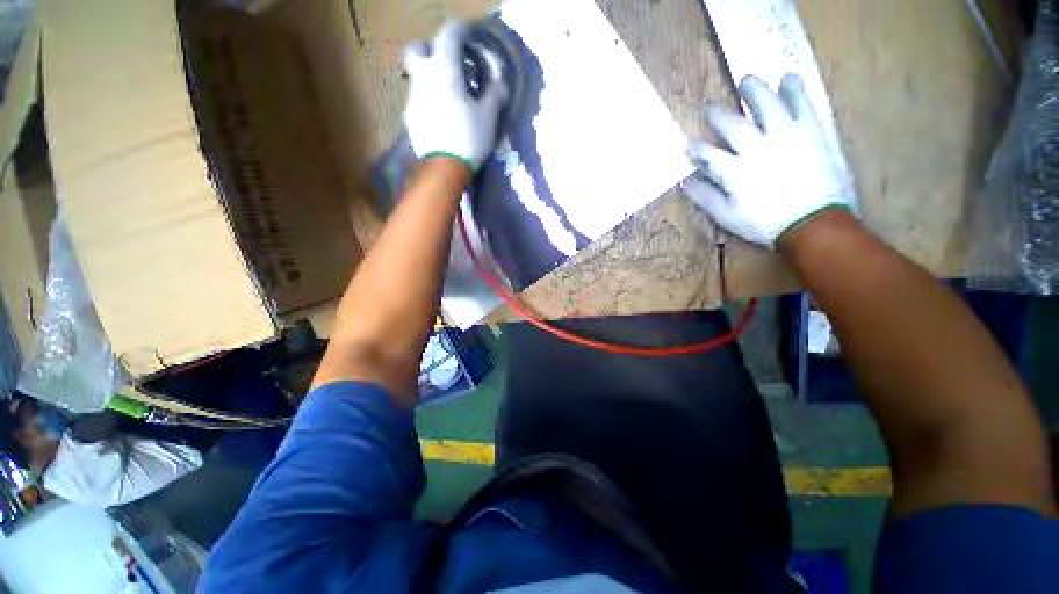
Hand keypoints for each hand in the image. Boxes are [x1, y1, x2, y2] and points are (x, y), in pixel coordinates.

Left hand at [403, 21, 508, 172]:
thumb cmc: (469, 138)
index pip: (450, 34)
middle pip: (418, 48)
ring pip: (417, 75)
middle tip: (449, 64)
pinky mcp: (410, 116)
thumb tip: (499, 81)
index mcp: (444, 69)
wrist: (444, 168)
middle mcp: (423, 76)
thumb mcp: (488, 116)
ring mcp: (413, 97)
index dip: (463, 30)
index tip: (472, 36)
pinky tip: (441, 116)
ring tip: (449, 96)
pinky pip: (418, 98)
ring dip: (431, 77)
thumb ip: (494, 93)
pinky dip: (428, 99)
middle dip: (432, 49)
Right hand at [683, 74, 855, 246]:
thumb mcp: (727, 217)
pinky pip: (802, 105)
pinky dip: (795, 90)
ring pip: (766, 105)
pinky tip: (789, 79)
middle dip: (717, 115)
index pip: (708, 154)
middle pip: (732, 124)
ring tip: (747, 79)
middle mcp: (755, 148)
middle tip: (710, 108)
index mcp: (734, 171)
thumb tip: (686, 182)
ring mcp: (784, 136)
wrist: (812, 222)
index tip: (690, 144)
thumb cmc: (765, 223)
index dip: (697, 148)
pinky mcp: (810, 132)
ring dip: (754, 90)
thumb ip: (705, 197)